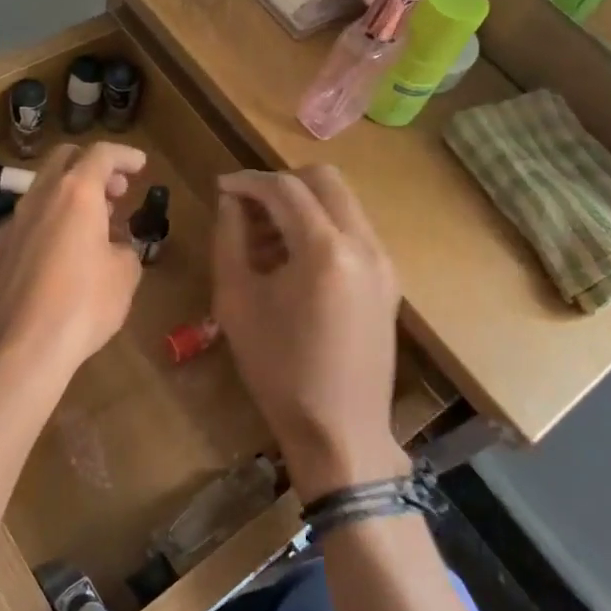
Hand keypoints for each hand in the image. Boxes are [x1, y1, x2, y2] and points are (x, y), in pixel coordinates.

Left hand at [0, 142, 146, 395]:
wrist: (18, 351)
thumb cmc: (82, 306)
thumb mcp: (124, 277)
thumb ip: (124, 250)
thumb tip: (114, 248)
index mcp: (75, 194)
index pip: (101, 154)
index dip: (124, 155)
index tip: (140, 164)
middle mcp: (39, 198)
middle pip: (64, 160)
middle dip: (93, 167)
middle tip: (117, 190)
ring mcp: (12, 224)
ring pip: (43, 191)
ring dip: (71, 196)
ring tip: (96, 224)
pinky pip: (29, 222)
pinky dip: (51, 222)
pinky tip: (62, 254)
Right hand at [212, 167, 409, 498]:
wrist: (341, 431)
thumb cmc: (279, 370)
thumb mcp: (237, 302)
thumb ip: (229, 239)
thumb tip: (230, 201)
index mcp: (324, 250)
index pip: (284, 188)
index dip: (248, 181)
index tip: (221, 187)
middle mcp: (363, 243)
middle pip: (324, 179)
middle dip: (281, 184)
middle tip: (248, 208)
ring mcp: (383, 260)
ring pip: (342, 202)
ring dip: (303, 205)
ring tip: (266, 240)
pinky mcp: (389, 279)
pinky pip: (354, 230)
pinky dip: (322, 227)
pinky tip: (294, 261)